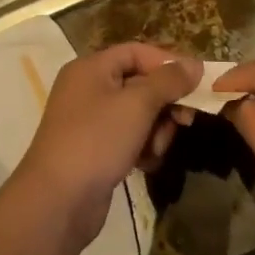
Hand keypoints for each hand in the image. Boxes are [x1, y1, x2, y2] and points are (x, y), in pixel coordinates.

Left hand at [14, 43, 200, 246]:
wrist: (57, 202)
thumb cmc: (97, 141)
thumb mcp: (137, 104)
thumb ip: (168, 81)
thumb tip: (195, 64)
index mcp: (91, 68)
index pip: (137, 52)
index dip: (168, 63)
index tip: (196, 82)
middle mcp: (88, 89)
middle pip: (140, 83)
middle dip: (165, 102)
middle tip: (185, 121)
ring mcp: (90, 122)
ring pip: (138, 114)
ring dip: (156, 129)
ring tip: (156, 149)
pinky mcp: (95, 150)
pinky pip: (129, 137)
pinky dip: (142, 147)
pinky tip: (146, 164)